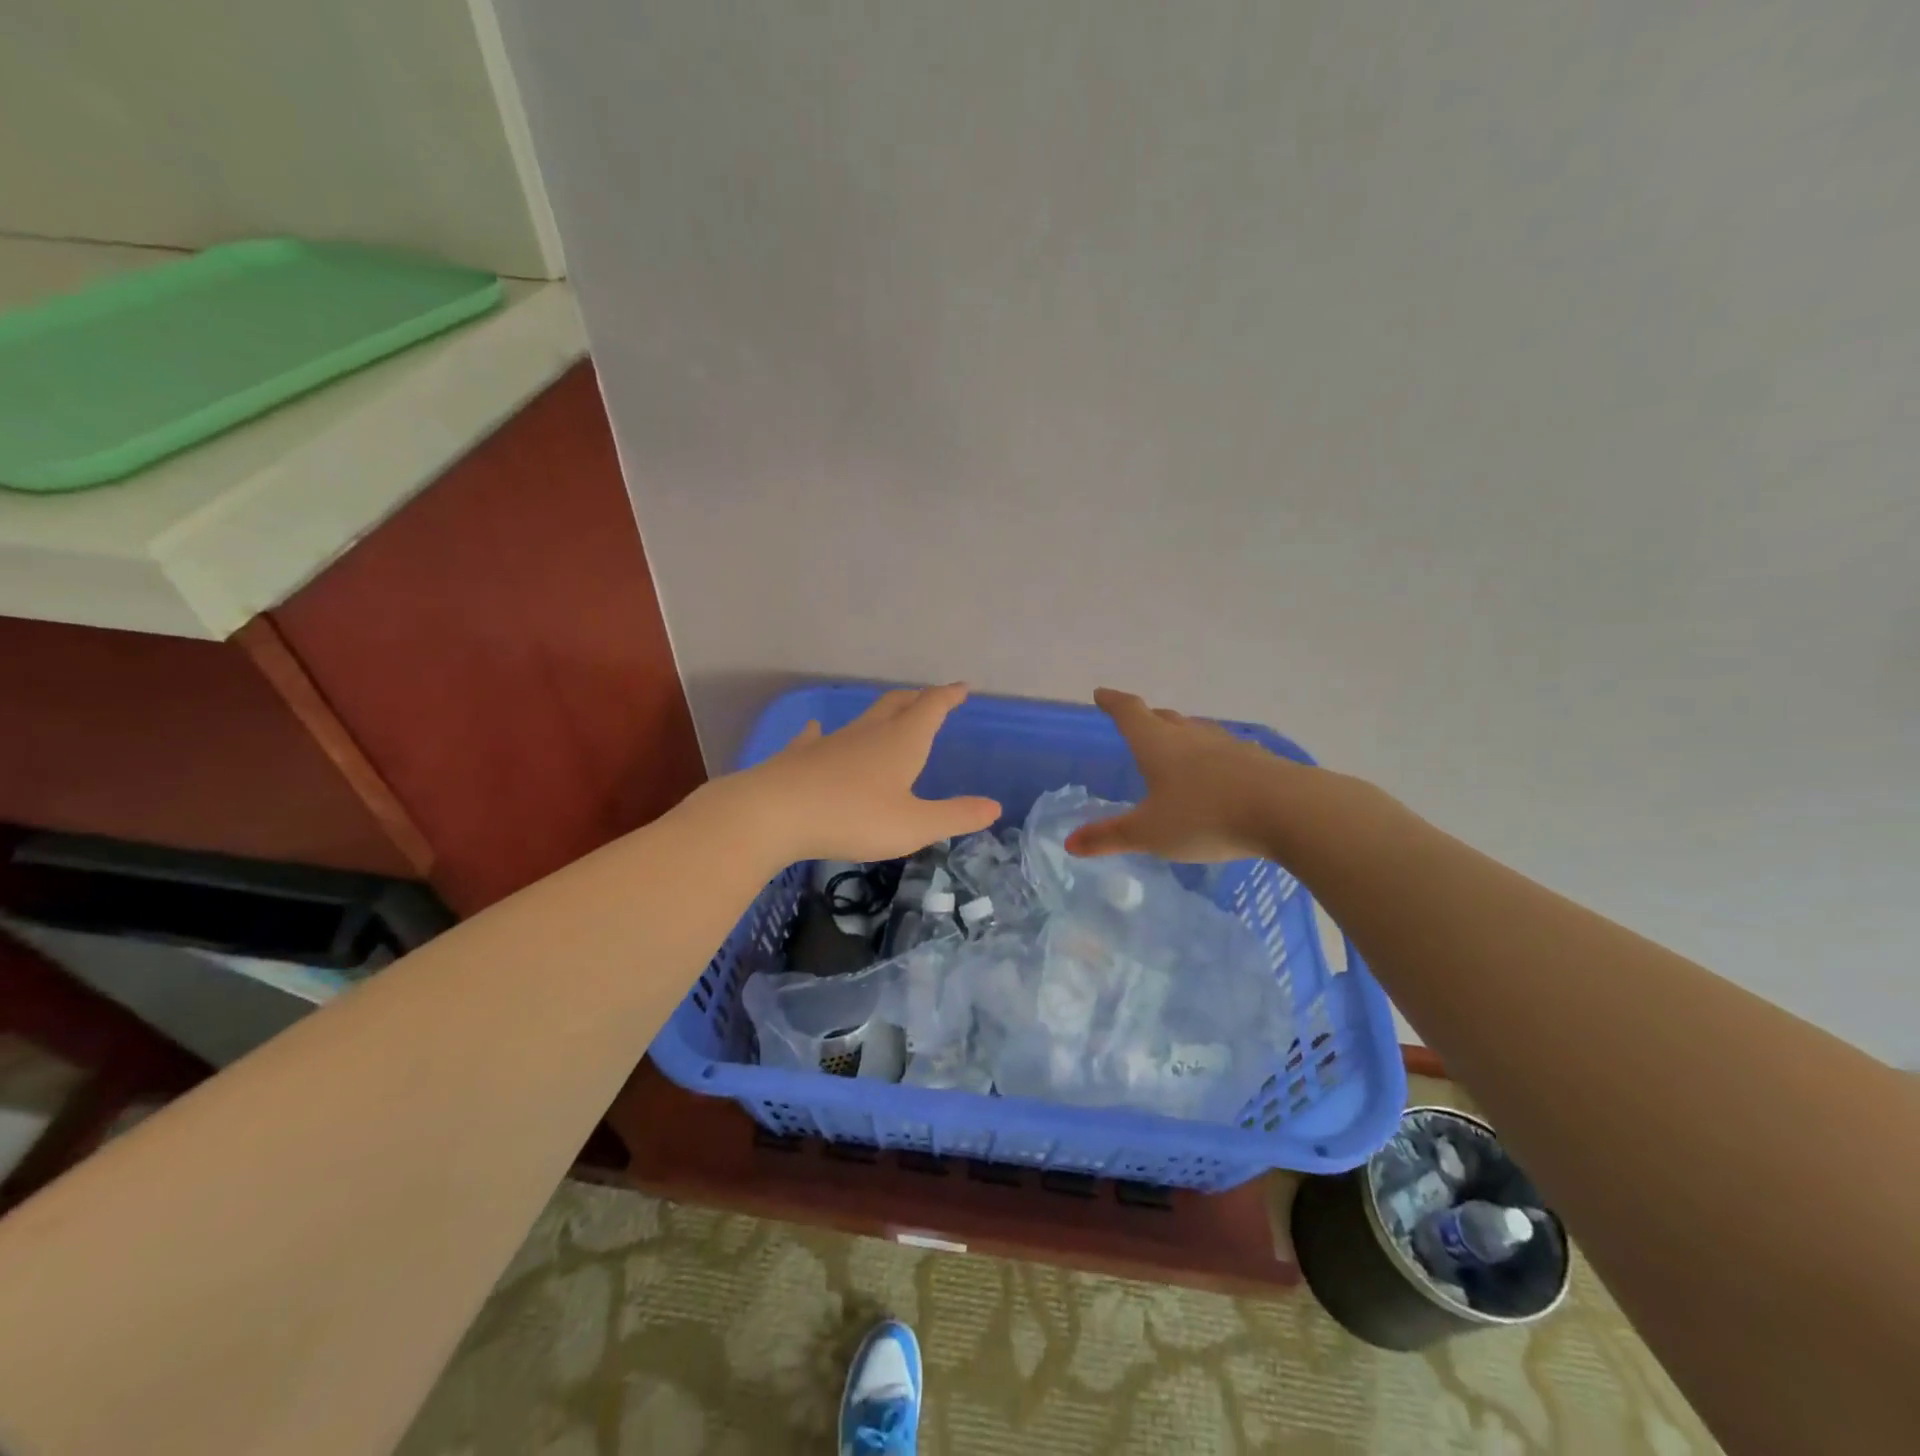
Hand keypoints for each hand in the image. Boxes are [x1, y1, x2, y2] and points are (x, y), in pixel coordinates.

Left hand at [740, 684, 1000, 862]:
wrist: (775, 812)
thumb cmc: (853, 817)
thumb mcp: (914, 825)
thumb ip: (955, 816)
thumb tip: (994, 806)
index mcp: (902, 742)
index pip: (932, 707)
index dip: (949, 696)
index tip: (962, 687)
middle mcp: (869, 732)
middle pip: (898, 704)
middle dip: (919, 698)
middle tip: (931, 697)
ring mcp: (833, 740)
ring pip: (864, 718)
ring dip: (882, 713)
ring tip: (890, 714)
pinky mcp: (803, 755)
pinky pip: (819, 736)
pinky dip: (826, 732)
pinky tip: (818, 730)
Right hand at [1066, 688, 1299, 862]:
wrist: (1286, 811)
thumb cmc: (1205, 816)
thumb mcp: (1149, 833)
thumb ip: (1109, 837)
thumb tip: (1069, 843)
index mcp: (1158, 745)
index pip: (1129, 712)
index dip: (1112, 702)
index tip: (1101, 694)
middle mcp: (1191, 737)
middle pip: (1165, 718)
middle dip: (1147, 718)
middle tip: (1137, 722)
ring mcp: (1228, 746)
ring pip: (1197, 732)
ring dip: (1182, 735)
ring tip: (1176, 745)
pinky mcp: (1257, 761)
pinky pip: (1226, 751)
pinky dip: (1214, 757)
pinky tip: (1221, 771)